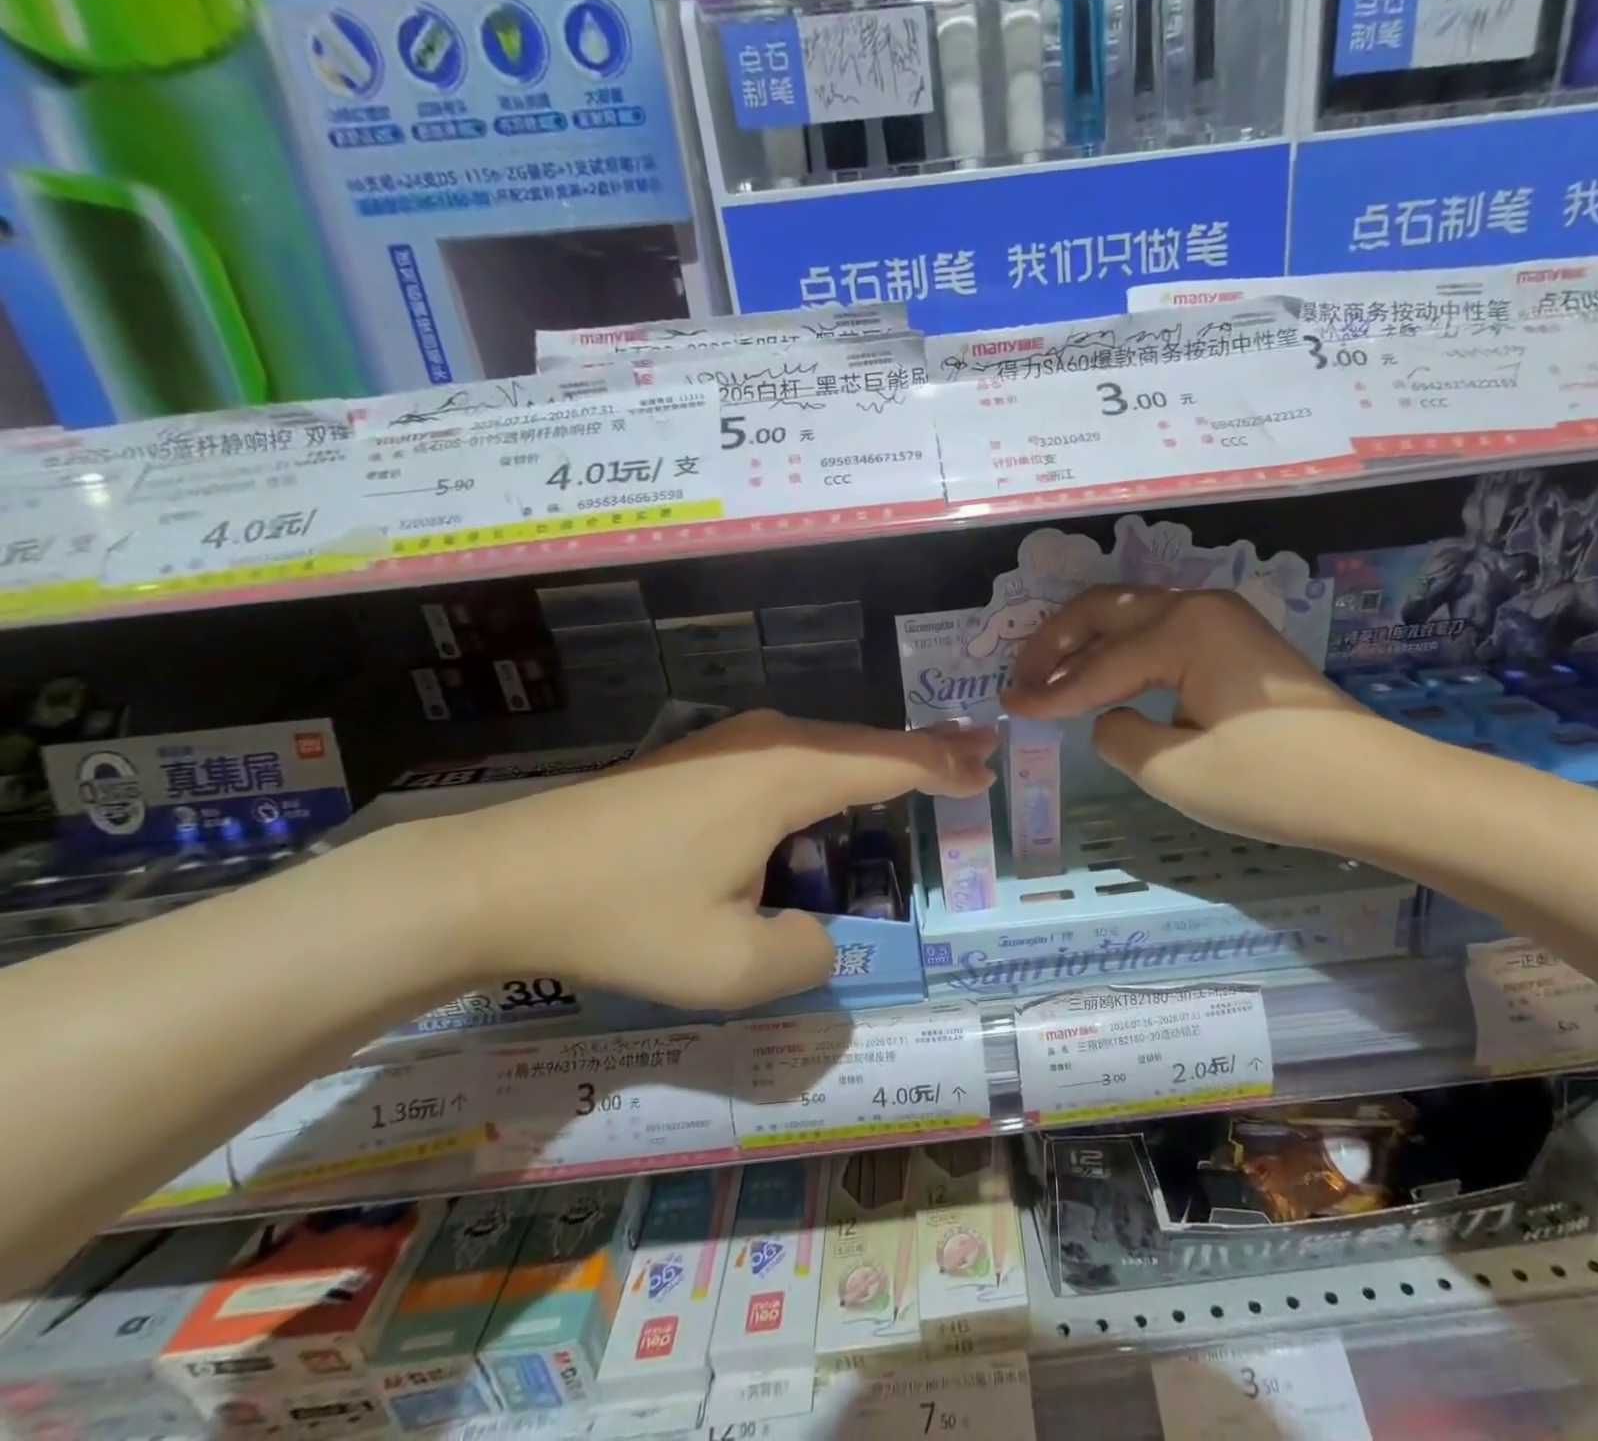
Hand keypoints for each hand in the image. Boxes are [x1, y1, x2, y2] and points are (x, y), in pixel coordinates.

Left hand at [437, 711, 995, 1008]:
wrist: (499, 878)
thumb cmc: (621, 915)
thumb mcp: (729, 966)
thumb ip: (809, 956)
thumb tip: (826, 939)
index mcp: (787, 775)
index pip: (890, 762)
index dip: (945, 767)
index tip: (989, 768)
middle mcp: (768, 740)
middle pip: (866, 743)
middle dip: (925, 752)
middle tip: (977, 757)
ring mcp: (732, 742)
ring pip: (828, 748)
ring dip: (879, 761)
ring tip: (925, 772)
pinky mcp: (704, 758)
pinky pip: (792, 758)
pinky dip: (834, 773)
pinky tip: (838, 797)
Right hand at [999, 587, 1400, 851]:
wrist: (1376, 789)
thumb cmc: (1274, 783)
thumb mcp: (1175, 771)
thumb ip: (1117, 736)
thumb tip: (1107, 716)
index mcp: (1182, 630)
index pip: (1096, 665)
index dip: (1048, 692)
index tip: (1009, 710)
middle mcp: (1198, 607)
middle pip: (1104, 612)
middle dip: (1054, 645)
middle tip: (1019, 681)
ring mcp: (1222, 619)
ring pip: (1131, 617)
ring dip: (1085, 644)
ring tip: (1047, 679)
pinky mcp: (1235, 642)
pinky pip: (1158, 634)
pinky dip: (1120, 653)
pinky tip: (1101, 678)